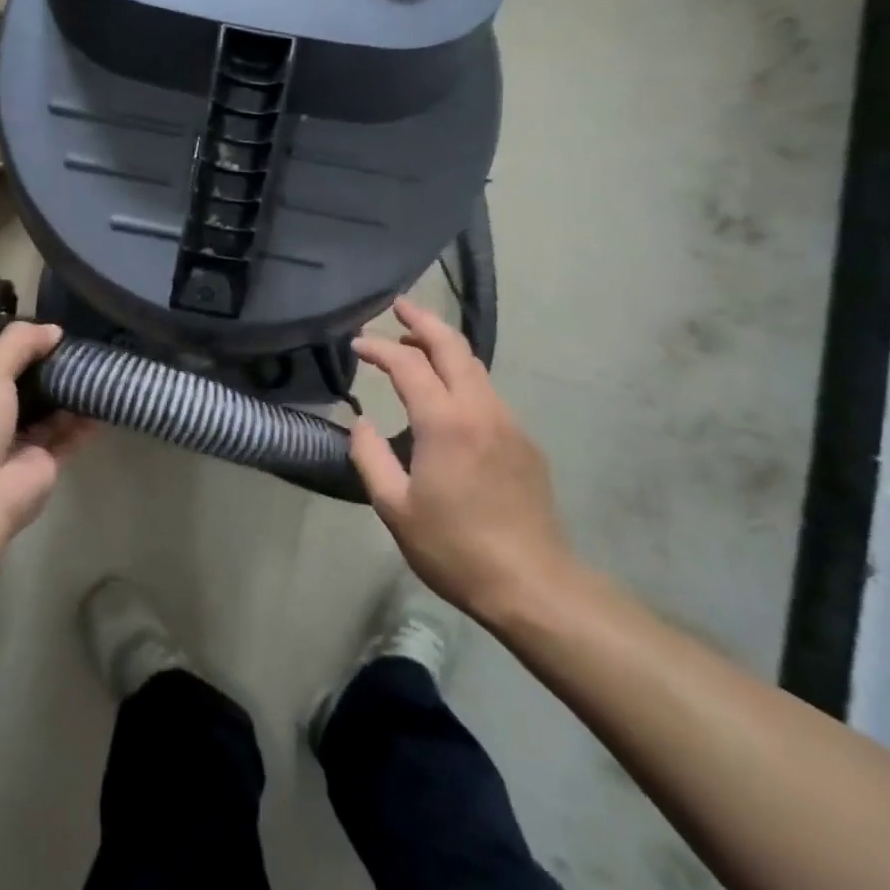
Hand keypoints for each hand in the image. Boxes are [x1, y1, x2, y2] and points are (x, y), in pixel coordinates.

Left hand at [0, 322, 92, 555]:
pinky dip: (87, 421)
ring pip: (53, 413)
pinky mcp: (46, 465)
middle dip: (54, 370)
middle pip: (30, 389)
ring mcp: (21, 444)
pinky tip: (108, 399)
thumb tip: (54, 330)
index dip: (26, 348)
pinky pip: (70, 437)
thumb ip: (18, 344)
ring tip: (103, 367)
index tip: (56, 331)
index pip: (1, 366)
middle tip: (88, 347)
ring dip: (73, 394)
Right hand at [349, 298, 576, 621]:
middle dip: (423, 320)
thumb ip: (370, 457)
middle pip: (453, 346)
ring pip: (475, 366)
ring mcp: (508, 422)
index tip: (357, 344)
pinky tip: (446, 396)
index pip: (407, 364)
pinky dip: (461, 376)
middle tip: (398, 305)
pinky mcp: (524, 441)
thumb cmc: (454, 548)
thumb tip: (360, 422)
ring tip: (415, 346)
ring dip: (444, 347)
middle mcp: (481, 409)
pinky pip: (487, 393)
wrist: (532, 584)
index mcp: (445, 423)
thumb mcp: (395, 508)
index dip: (379, 348)